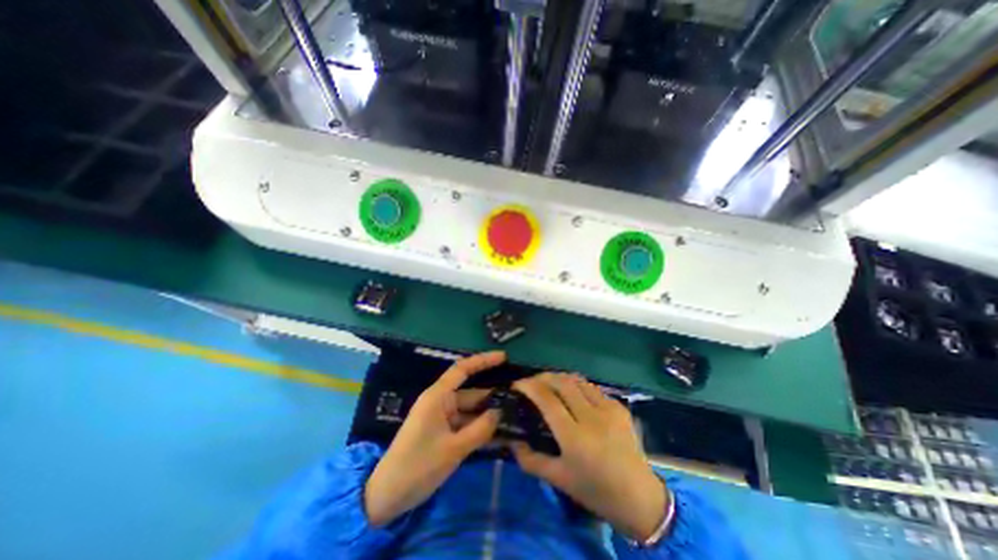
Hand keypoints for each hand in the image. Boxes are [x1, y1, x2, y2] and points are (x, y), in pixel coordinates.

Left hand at [366, 351, 507, 525]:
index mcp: (438, 396)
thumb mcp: (454, 449)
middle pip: (471, 393)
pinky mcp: (443, 432)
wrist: (387, 497)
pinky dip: (480, 429)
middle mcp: (441, 402)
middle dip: (493, 396)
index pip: (462, 369)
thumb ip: (481, 429)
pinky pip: (466, 425)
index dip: (483, 361)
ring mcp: (442, 417)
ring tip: (515, 417)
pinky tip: (500, 435)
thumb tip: (501, 411)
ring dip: (488, 416)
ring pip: (471, 411)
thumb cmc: (418, 466)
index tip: (504, 357)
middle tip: (519, 399)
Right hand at [507, 375, 669, 539]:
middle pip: (561, 382)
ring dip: (559, 378)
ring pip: (577, 380)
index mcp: (575, 438)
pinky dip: (576, 386)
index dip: (528, 386)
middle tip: (531, 383)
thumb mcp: (559, 479)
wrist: (640, 498)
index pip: (546, 399)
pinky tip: (572, 396)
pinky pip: (591, 388)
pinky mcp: (619, 406)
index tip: (516, 385)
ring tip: (549, 385)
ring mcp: (608, 409)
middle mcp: (591, 417)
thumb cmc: (595, 491)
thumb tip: (512, 440)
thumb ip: (530, 460)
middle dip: (542, 377)